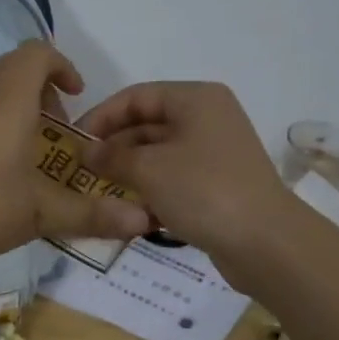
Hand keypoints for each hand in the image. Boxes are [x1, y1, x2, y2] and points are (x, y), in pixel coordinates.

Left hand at [0, 42, 151, 273]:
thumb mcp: (41, 212)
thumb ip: (91, 214)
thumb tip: (143, 221)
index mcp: (10, 100)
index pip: (38, 53)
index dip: (63, 65)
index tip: (79, 96)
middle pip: (16, 66)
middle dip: (46, 86)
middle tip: (62, 124)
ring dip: (23, 106)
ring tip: (40, 148)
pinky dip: (3, 122)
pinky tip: (9, 167)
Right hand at [76, 81, 292, 279]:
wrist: (265, 242)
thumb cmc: (203, 191)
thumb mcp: (149, 169)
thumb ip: (111, 156)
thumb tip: (86, 152)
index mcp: (195, 99)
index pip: (135, 97)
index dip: (101, 117)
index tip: (73, 143)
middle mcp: (207, 118)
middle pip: (147, 124)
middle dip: (114, 148)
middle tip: (83, 173)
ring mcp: (215, 152)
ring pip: (159, 154)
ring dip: (129, 172)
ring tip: (100, 193)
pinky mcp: (218, 183)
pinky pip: (175, 178)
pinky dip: (152, 189)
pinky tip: (130, 212)